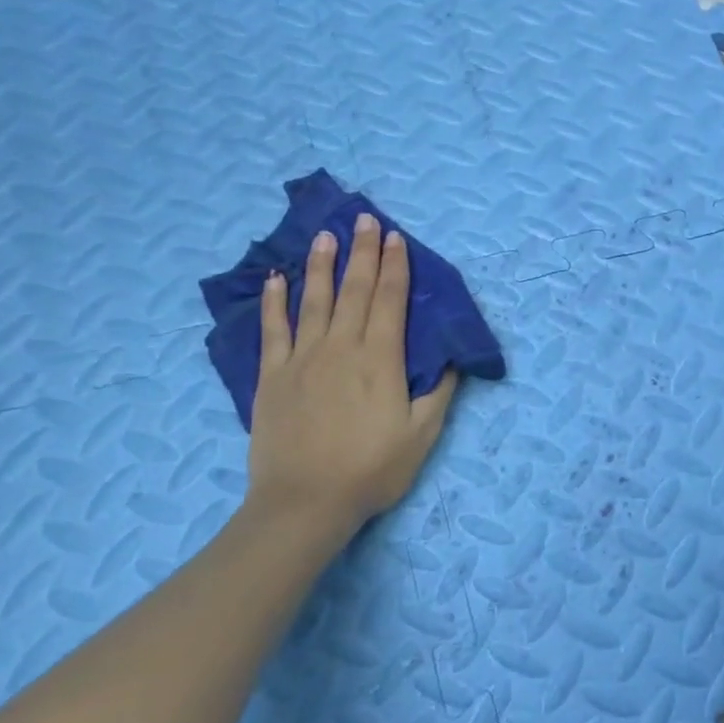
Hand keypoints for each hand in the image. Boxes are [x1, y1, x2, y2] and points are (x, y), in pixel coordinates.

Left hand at [246, 214, 457, 546]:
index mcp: (381, 360)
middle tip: (365, 219)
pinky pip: (273, 329)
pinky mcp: (272, 376)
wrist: (305, 502)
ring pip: (314, 300)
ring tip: (326, 235)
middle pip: (355, 290)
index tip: (396, 238)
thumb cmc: (372, 470)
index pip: (390, 301)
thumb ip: (439, 392)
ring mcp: (302, 359)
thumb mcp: (422, 435)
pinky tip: (277, 279)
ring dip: (322, 265)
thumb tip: (451, 358)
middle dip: (363, 252)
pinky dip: (274, 302)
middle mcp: (342, 348)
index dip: (395, 267)